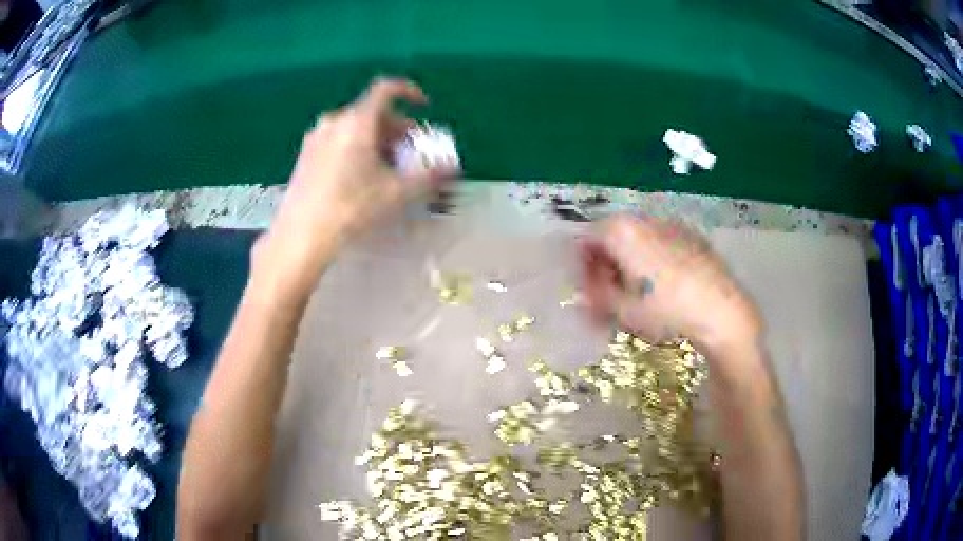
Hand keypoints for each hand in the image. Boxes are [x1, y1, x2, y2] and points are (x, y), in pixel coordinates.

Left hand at [255, 78, 455, 296]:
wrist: (301, 235)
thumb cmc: (350, 208)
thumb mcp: (395, 193)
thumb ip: (427, 176)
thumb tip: (452, 168)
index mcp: (357, 122)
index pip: (386, 89)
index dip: (409, 92)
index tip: (424, 106)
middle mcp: (334, 121)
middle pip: (372, 112)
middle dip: (397, 127)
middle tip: (411, 151)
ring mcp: (316, 136)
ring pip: (355, 126)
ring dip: (377, 138)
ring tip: (387, 166)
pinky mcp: (305, 153)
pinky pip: (338, 138)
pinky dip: (356, 145)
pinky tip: (360, 173)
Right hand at [579, 215, 761, 351]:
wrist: (721, 309)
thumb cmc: (666, 309)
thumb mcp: (623, 310)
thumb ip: (596, 299)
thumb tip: (584, 296)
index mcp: (621, 230)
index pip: (586, 241)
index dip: (582, 269)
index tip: (588, 294)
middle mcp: (643, 219)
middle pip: (612, 237)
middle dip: (605, 266)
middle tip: (608, 296)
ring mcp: (670, 224)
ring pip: (637, 240)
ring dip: (628, 263)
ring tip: (635, 293)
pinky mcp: (691, 236)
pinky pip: (660, 243)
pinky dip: (651, 260)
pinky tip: (662, 286)